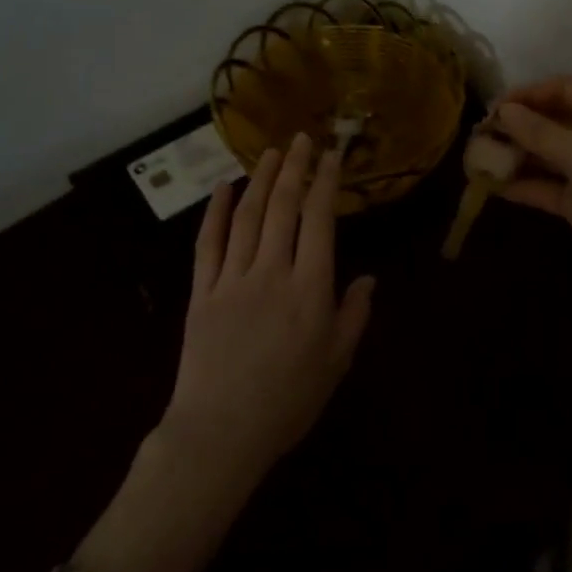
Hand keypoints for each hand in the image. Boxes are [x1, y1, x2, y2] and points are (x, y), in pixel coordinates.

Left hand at [161, 133, 374, 489]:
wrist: (220, 433)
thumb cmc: (288, 401)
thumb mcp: (336, 363)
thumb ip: (354, 316)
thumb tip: (368, 279)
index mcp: (310, 288)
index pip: (319, 220)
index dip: (326, 183)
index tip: (332, 155)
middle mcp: (272, 271)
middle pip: (282, 207)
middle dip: (294, 168)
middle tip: (301, 138)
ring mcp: (233, 278)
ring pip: (247, 216)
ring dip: (260, 179)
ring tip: (271, 152)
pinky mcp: (202, 291)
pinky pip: (208, 242)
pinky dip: (216, 211)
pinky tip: (224, 188)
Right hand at [493, 76, 571, 309]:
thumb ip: (540, 132)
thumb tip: (503, 111)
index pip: (564, 89)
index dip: (529, 94)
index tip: (493, 107)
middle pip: (552, 120)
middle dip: (517, 126)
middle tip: (480, 134)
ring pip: (546, 154)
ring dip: (515, 155)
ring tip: (478, 158)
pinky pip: (546, 186)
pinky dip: (522, 184)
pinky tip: (492, 186)